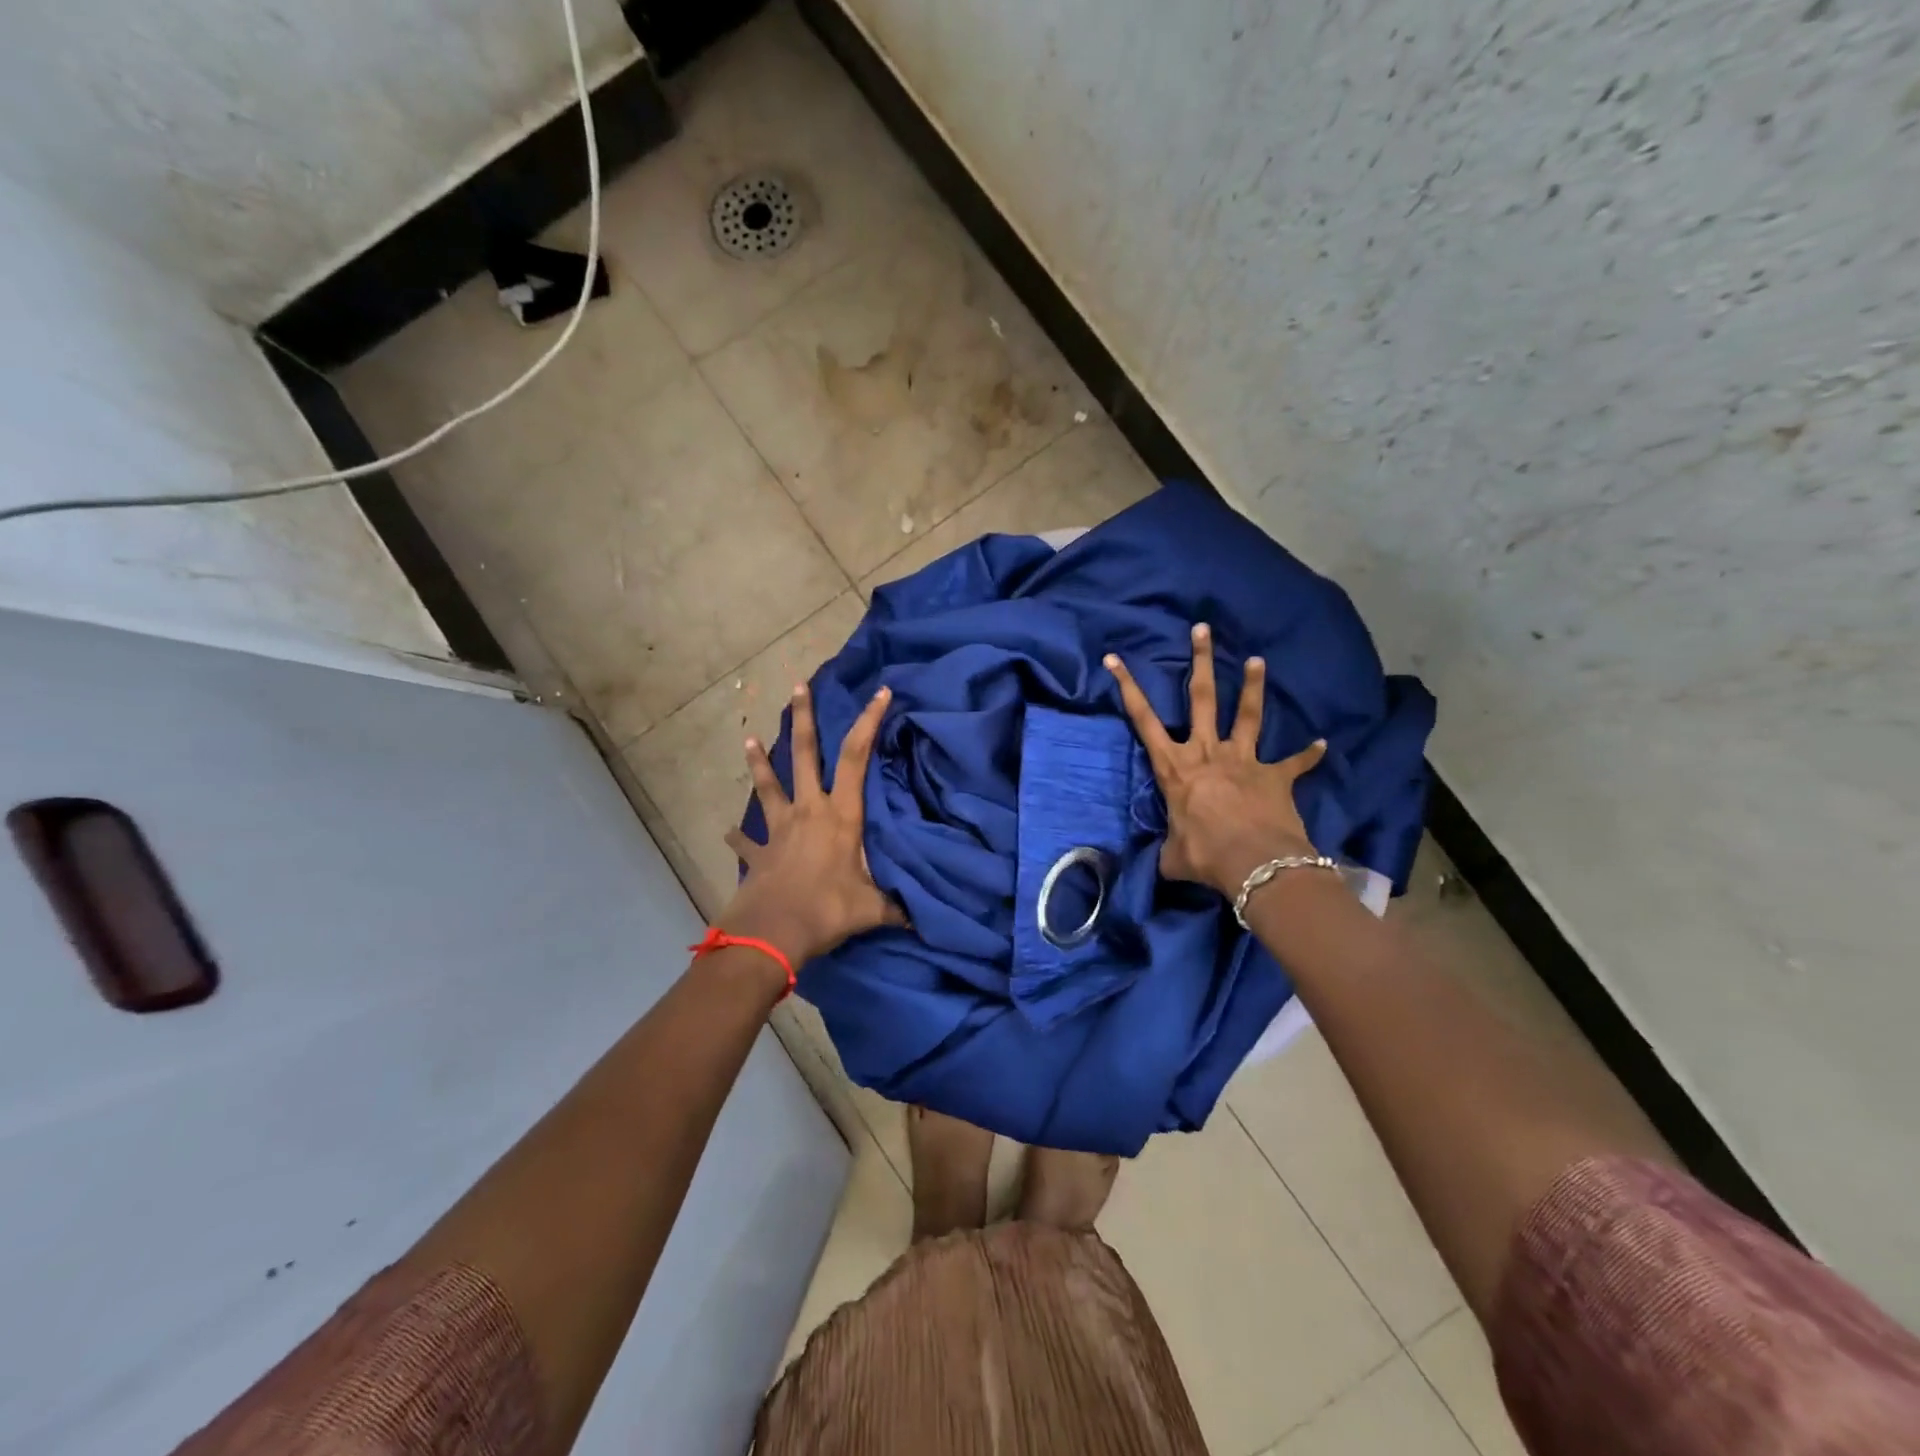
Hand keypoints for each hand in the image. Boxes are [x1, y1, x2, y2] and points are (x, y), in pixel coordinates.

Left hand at [718, 682, 905, 970]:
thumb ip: (897, 907)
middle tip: (797, 687)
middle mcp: (809, 811)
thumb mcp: (873, 908)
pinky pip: (747, 841)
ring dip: (759, 762)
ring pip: (768, 786)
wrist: (772, 933)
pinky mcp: (759, 853)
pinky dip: (738, 837)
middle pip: (806, 755)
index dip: (869, 722)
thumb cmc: (827, 909)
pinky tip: (727, 833)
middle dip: (804, 718)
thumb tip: (924, 920)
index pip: (858, 757)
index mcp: (840, 814)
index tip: (878, 692)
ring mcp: (779, 829)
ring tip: (748, 739)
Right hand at [1106, 623, 1327, 898]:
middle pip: (1201, 698)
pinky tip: (1323, 744)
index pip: (1143, 720)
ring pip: (1247, 714)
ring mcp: (1244, 760)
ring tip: (1258, 660)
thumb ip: (1168, 851)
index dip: (1127, 688)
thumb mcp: (1172, 856)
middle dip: (1200, 661)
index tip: (1115, 659)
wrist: (1254, 862)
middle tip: (1202, 629)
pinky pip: (1295, 762)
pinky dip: (1308, 754)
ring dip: (1253, 686)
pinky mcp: (1275, 775)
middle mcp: (1207, 753)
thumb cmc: (1204, 855)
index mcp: (1175, 768)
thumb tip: (1164, 862)